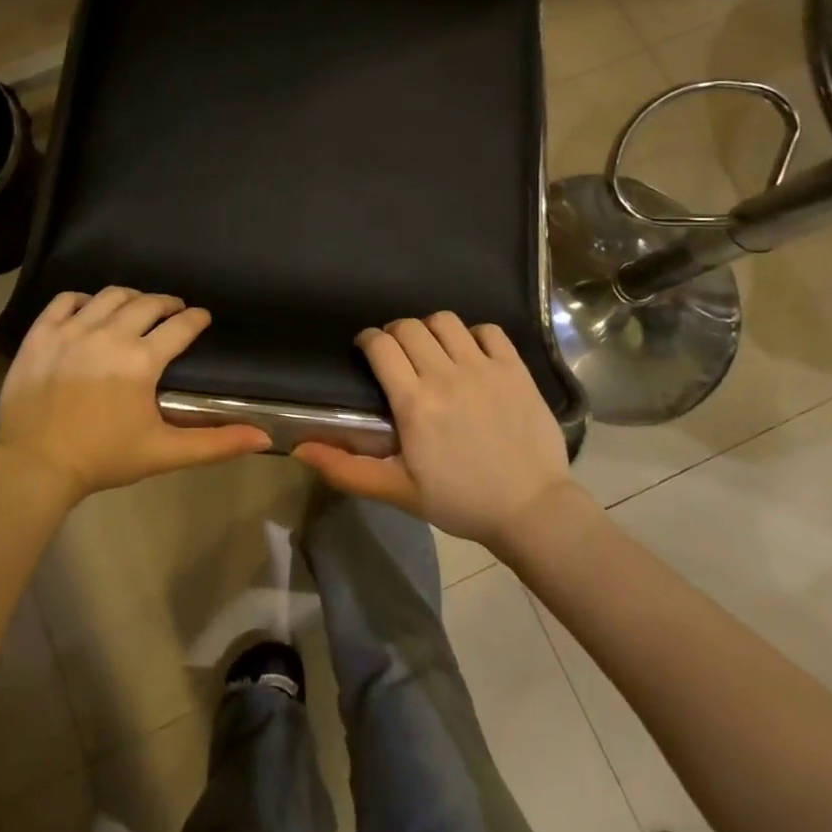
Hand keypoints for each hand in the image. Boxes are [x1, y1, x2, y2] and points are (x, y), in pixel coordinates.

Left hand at [0, 288, 271, 505]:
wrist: (35, 466)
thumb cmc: (103, 459)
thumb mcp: (164, 453)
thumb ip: (216, 443)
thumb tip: (264, 438)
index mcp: (141, 360)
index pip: (180, 326)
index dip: (196, 319)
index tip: (202, 317)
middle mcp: (109, 335)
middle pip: (146, 303)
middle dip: (166, 303)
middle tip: (173, 310)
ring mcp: (71, 330)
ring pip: (109, 296)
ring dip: (130, 297)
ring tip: (136, 307)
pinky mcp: (41, 334)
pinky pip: (65, 300)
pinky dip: (82, 299)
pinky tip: (89, 309)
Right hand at [293, 314, 577, 548]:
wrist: (531, 510)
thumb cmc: (459, 502)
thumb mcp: (397, 491)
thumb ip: (346, 468)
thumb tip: (299, 449)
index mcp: (414, 403)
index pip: (381, 346)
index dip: (368, 340)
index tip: (366, 349)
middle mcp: (446, 376)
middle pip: (409, 327)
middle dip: (395, 333)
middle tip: (397, 354)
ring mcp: (484, 368)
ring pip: (445, 321)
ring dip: (431, 329)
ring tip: (433, 350)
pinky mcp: (515, 369)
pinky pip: (488, 330)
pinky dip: (474, 334)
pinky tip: (471, 354)